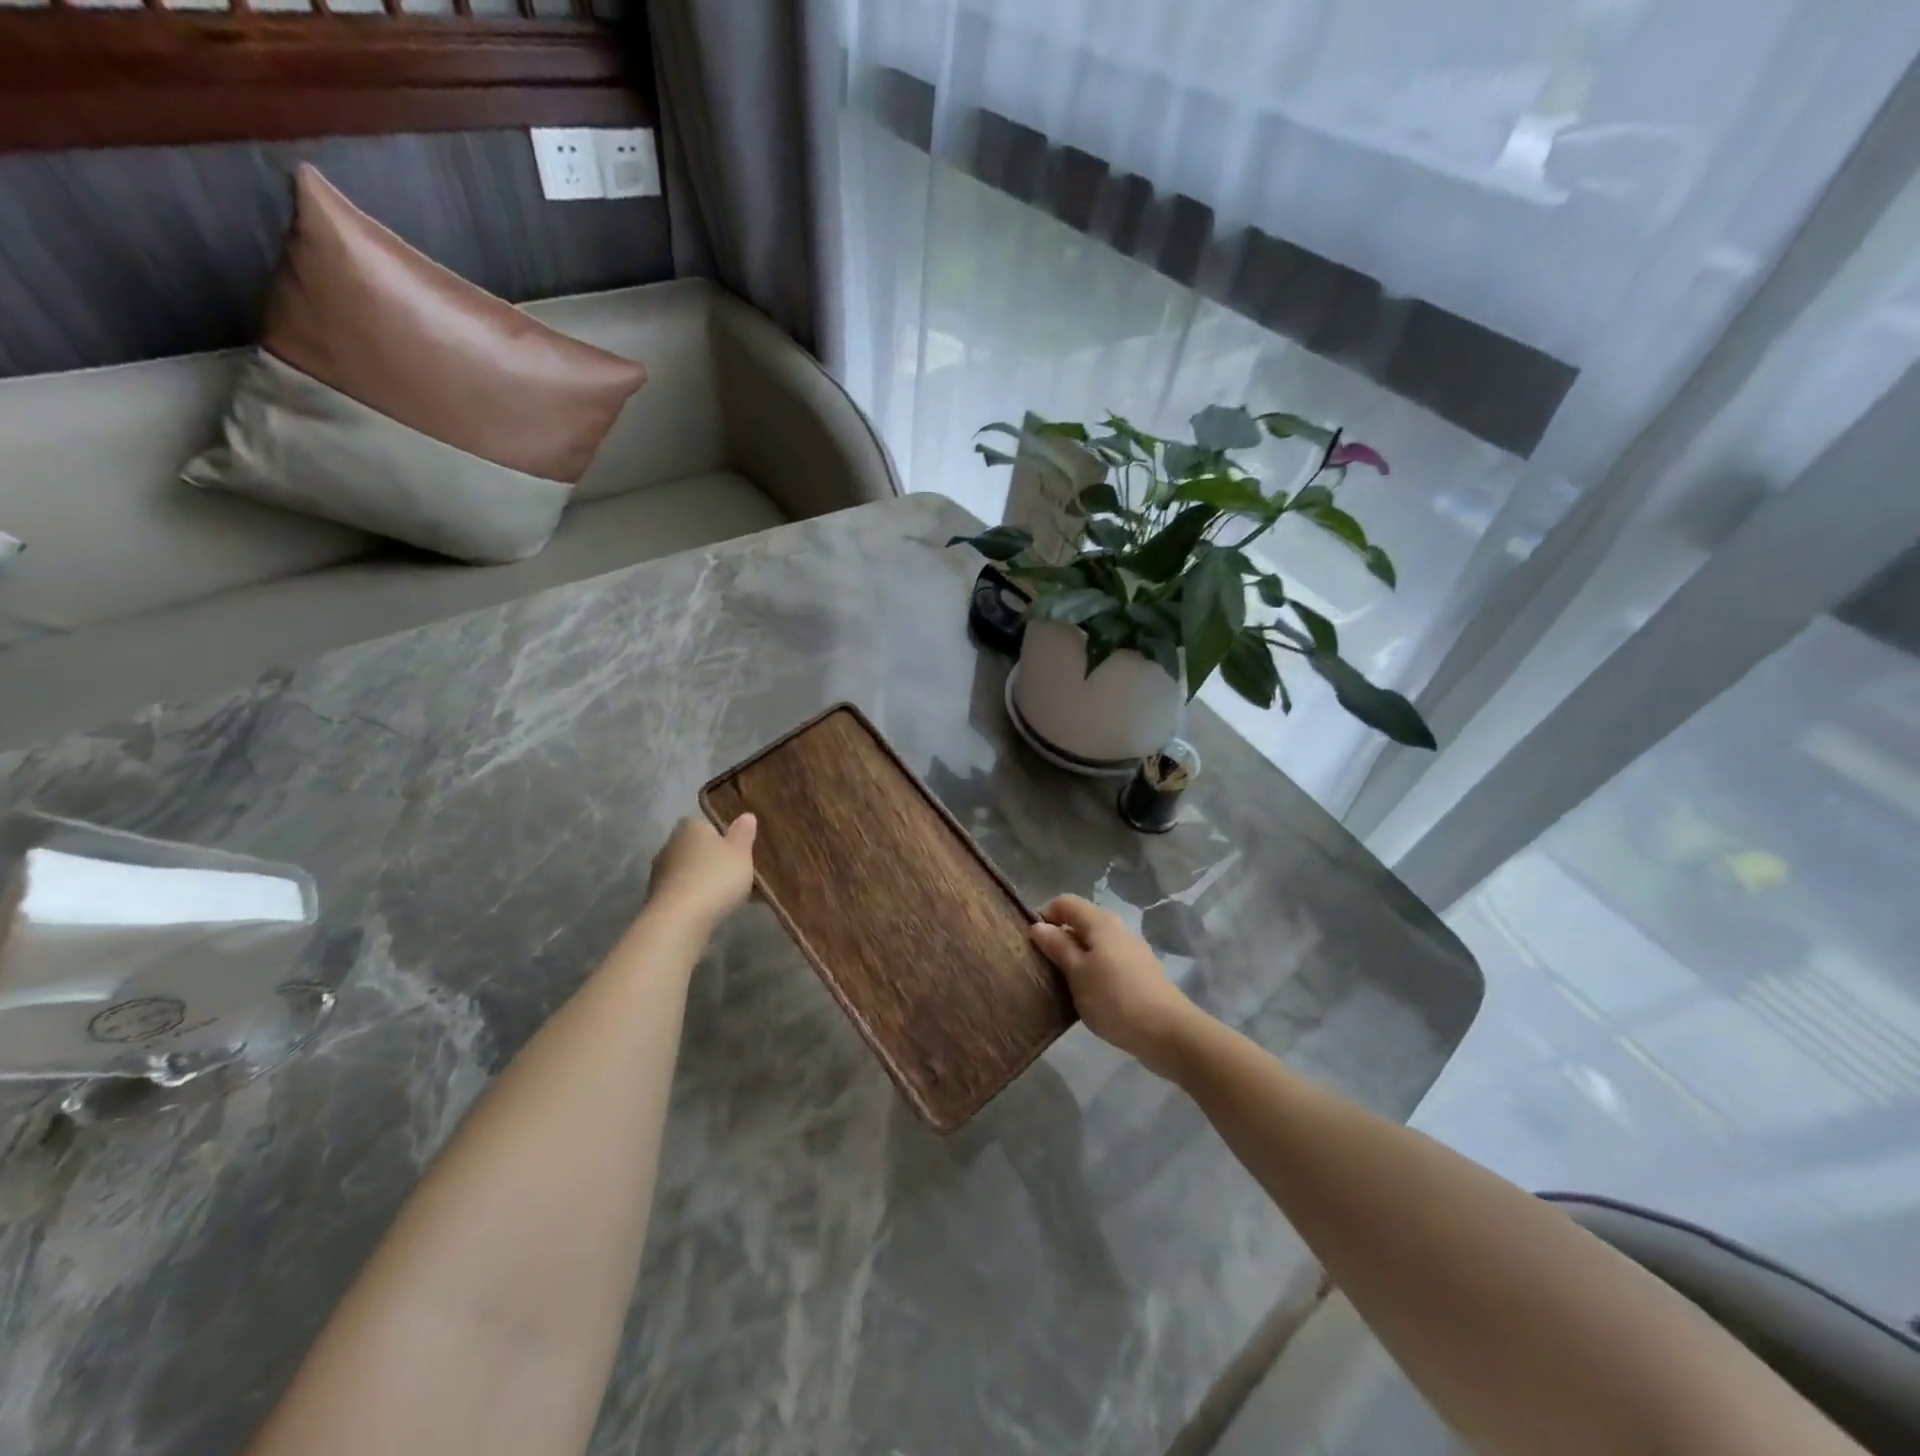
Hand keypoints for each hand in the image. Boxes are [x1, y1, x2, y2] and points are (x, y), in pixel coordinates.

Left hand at [646, 815, 756, 931]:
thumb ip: (744, 834)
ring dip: (701, 879)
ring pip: (687, 871)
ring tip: (724, 896)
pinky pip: (681, 891)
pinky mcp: (655, 897)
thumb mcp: (741, 853)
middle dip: (711, 859)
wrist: (679, 919)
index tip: (736, 852)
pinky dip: (693, 897)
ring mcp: (659, 872)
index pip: (705, 825)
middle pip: (695, 848)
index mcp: (691, 827)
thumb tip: (746, 815)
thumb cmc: (716, 878)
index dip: (721, 837)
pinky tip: (708, 910)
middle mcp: (670, 844)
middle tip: (733, 874)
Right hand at [1030, 895, 1198, 1077]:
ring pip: (1094, 944)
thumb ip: (1057, 946)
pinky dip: (1093, 971)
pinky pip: (1108, 962)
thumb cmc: (1115, 999)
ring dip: (1076, 958)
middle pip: (1080, 922)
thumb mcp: (1077, 973)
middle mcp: (1118, 929)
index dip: (1045, 916)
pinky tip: (1089, 995)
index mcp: (1101, 922)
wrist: (1167, 1032)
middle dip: (1059, 939)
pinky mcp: (1140, 972)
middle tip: (1043, 966)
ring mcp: (1132, 951)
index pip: (1065, 903)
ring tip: (1062, 984)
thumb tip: (1038, 926)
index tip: (1032, 943)